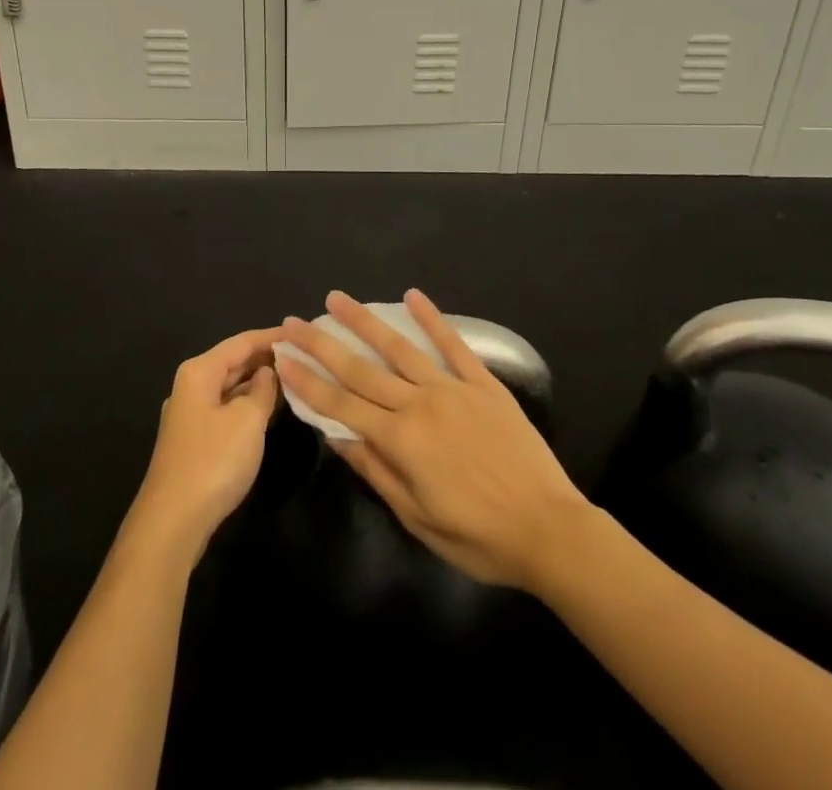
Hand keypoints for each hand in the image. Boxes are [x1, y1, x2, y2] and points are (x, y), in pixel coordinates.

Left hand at [130, 328, 281, 561]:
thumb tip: (268, 372)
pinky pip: (227, 409)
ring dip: (259, 383)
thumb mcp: (248, 420)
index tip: (302, 333)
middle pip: (234, 362)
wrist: (173, 522)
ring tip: (295, 378)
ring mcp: (191, 415)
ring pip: (231, 387)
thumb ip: (263, 390)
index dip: (272, 337)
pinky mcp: (195, 441)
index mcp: (199, 371)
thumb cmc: (213, 461)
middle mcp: (191, 386)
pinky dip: (249, 405)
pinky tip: (271, 409)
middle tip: (303, 355)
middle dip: (266, 358)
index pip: (242, 342)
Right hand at [276, 290, 589, 593]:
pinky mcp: (483, 383)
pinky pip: (453, 344)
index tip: (282, 357)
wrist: (549, 529)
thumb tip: (335, 436)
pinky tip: (412, 295)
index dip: (308, 381)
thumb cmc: (478, 537)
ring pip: (399, 347)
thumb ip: (376, 472)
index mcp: (400, 441)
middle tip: (293, 321)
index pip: (341, 404)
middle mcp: (420, 404)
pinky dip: (432, 318)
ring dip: (364, 321)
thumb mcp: (418, 519)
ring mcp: (452, 388)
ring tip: (337, 299)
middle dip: (322, 344)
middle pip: (361, 368)